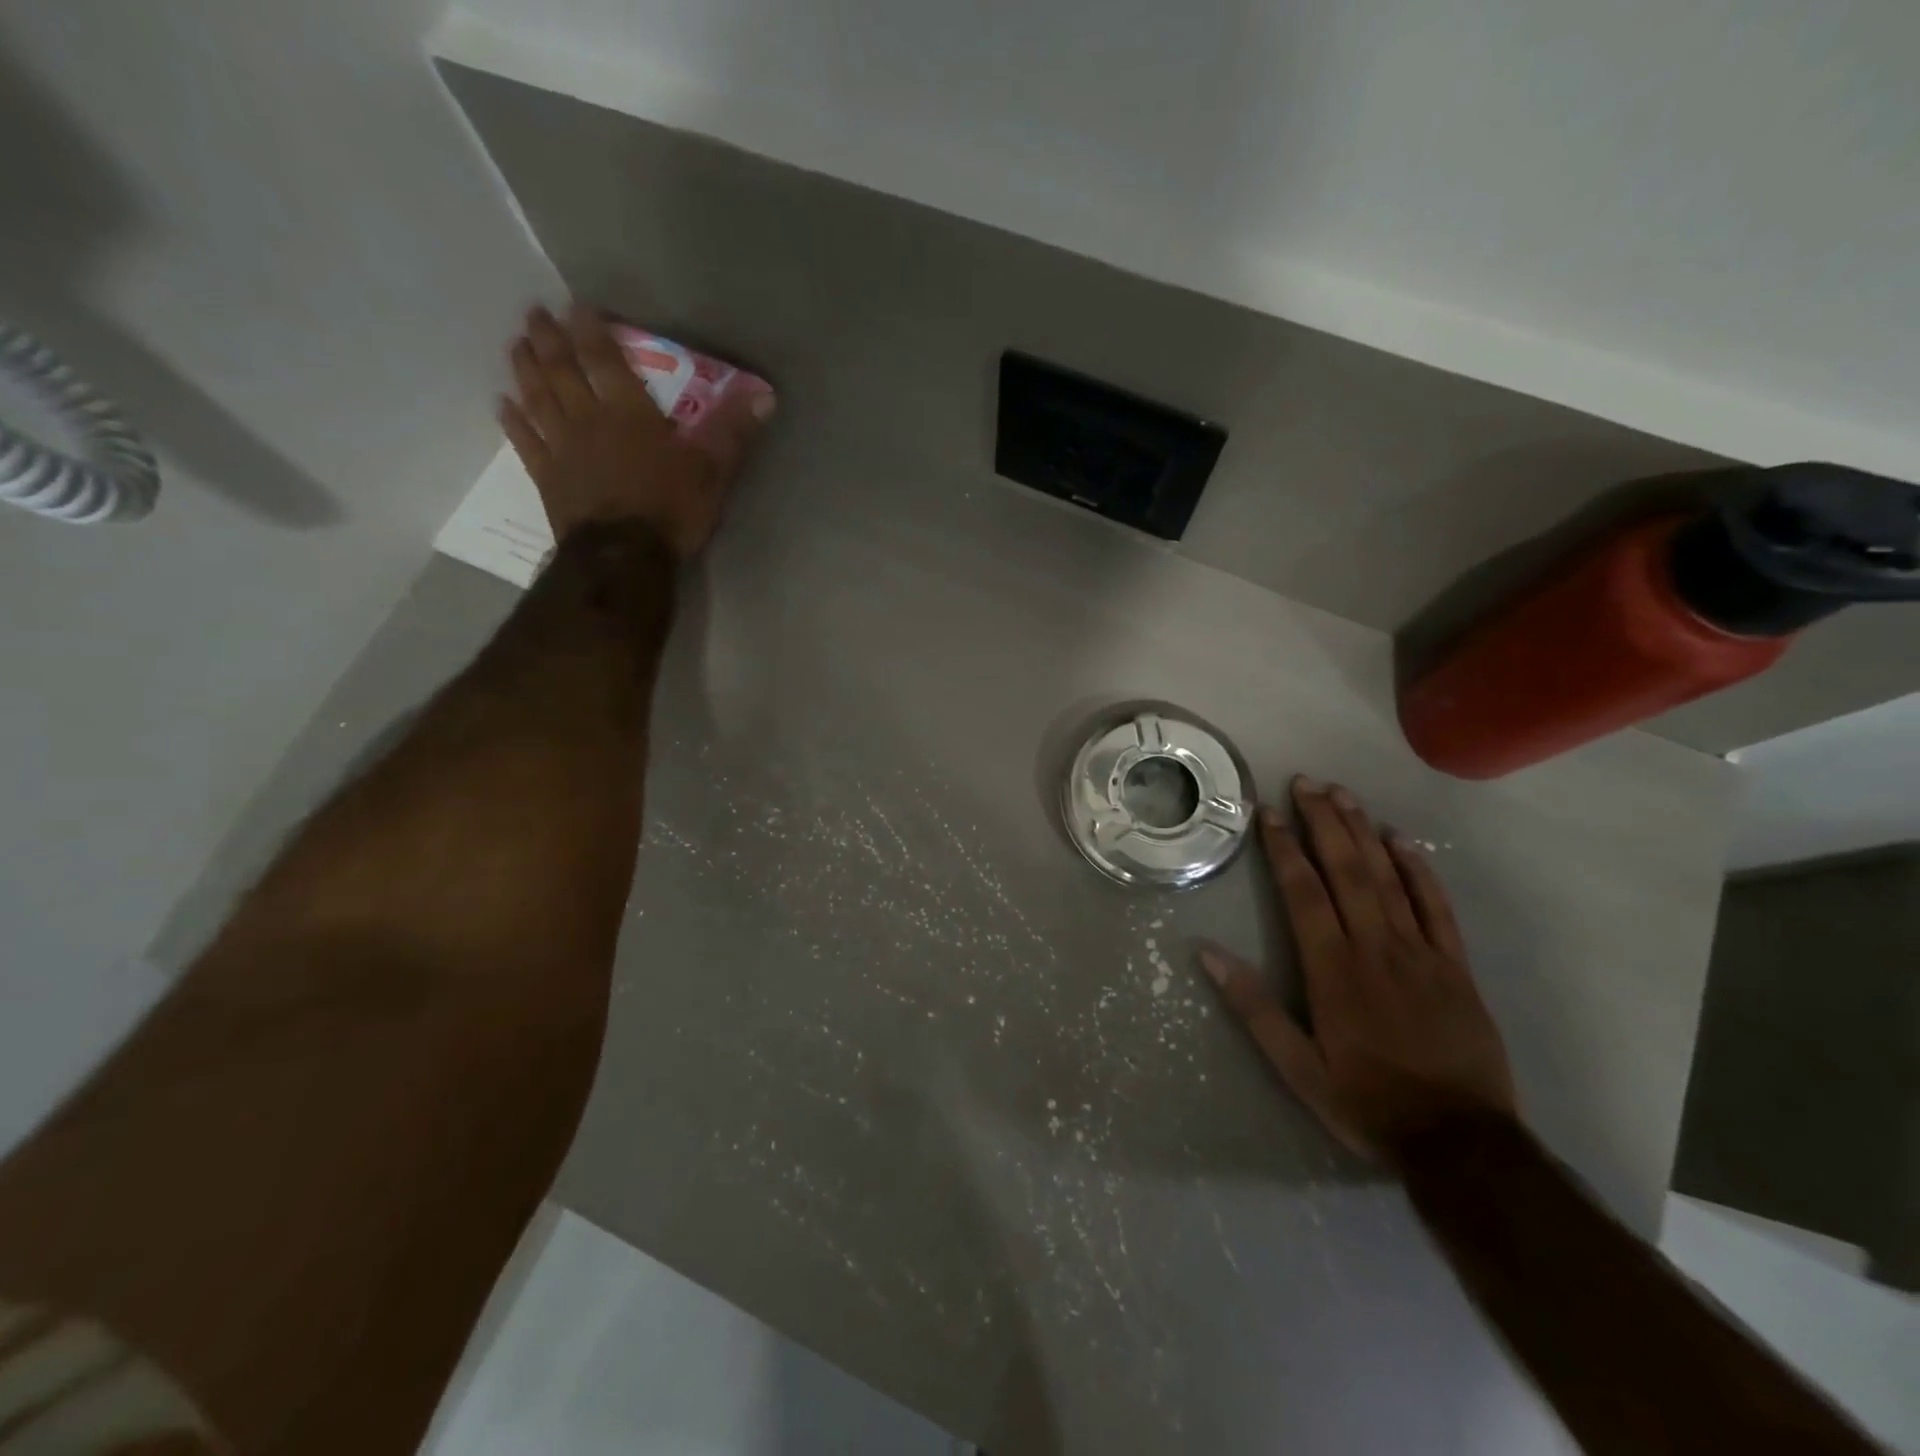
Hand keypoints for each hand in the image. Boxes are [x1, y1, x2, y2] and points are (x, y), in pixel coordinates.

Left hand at [498, 304, 772, 557]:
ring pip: (538, 399)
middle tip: (533, 312)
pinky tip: (503, 403)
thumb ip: (733, 431)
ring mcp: (563, 449)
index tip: (576, 305)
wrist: (625, 557)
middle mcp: (589, 420)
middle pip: (562, 371)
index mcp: (630, 413)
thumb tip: (766, 396)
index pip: (605, 360)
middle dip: (549, 340)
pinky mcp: (548, 478)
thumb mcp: (714, 472)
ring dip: (525, 369)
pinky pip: (526, 442)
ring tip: (515, 344)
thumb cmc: (672, 511)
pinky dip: (513, 421)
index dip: (591, 331)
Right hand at [1199, 775, 1517, 1165]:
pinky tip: (1402, 840)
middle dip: (1324, 822)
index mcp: (1333, 970)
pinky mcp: (1455, 965)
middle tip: (1306, 782)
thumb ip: (1253, 1008)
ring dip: (1363, 832)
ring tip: (1343, 795)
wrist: (1462, 1143)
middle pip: (1347, 870)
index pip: (1303, 893)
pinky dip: (1418, 869)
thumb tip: (1208, 954)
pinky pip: (1436, 906)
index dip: (1284, 849)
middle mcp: (1375, 948)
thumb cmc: (1367, 1102)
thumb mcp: (1297, 1068)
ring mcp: (1420, 953)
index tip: (1268, 813)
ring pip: (1388, 877)